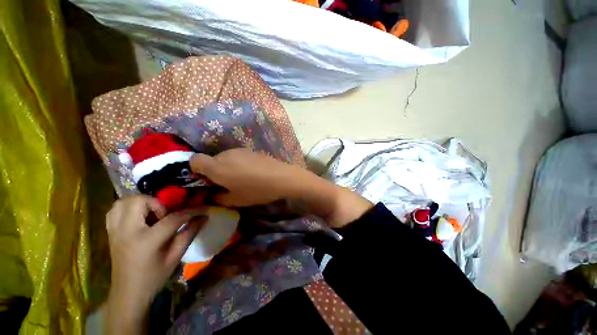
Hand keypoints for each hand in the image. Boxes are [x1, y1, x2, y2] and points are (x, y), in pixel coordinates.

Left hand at [105, 195, 205, 333]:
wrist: (128, 293)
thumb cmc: (154, 276)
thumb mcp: (176, 255)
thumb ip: (190, 233)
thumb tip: (204, 216)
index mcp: (146, 241)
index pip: (173, 218)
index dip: (191, 211)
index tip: (203, 209)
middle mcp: (127, 232)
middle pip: (140, 201)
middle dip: (158, 203)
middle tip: (165, 214)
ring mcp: (115, 231)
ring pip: (124, 201)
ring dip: (141, 202)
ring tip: (151, 213)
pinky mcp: (110, 232)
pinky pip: (114, 209)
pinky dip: (127, 207)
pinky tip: (137, 216)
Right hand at [190, 148, 299, 206]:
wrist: (281, 177)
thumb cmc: (256, 190)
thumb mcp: (234, 200)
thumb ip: (217, 197)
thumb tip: (211, 194)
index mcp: (216, 166)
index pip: (194, 160)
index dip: (196, 171)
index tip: (207, 181)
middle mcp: (225, 154)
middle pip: (211, 160)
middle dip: (214, 171)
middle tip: (226, 184)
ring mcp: (239, 150)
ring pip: (224, 158)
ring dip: (227, 167)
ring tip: (241, 179)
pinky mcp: (250, 150)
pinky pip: (237, 156)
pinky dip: (237, 163)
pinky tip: (250, 172)